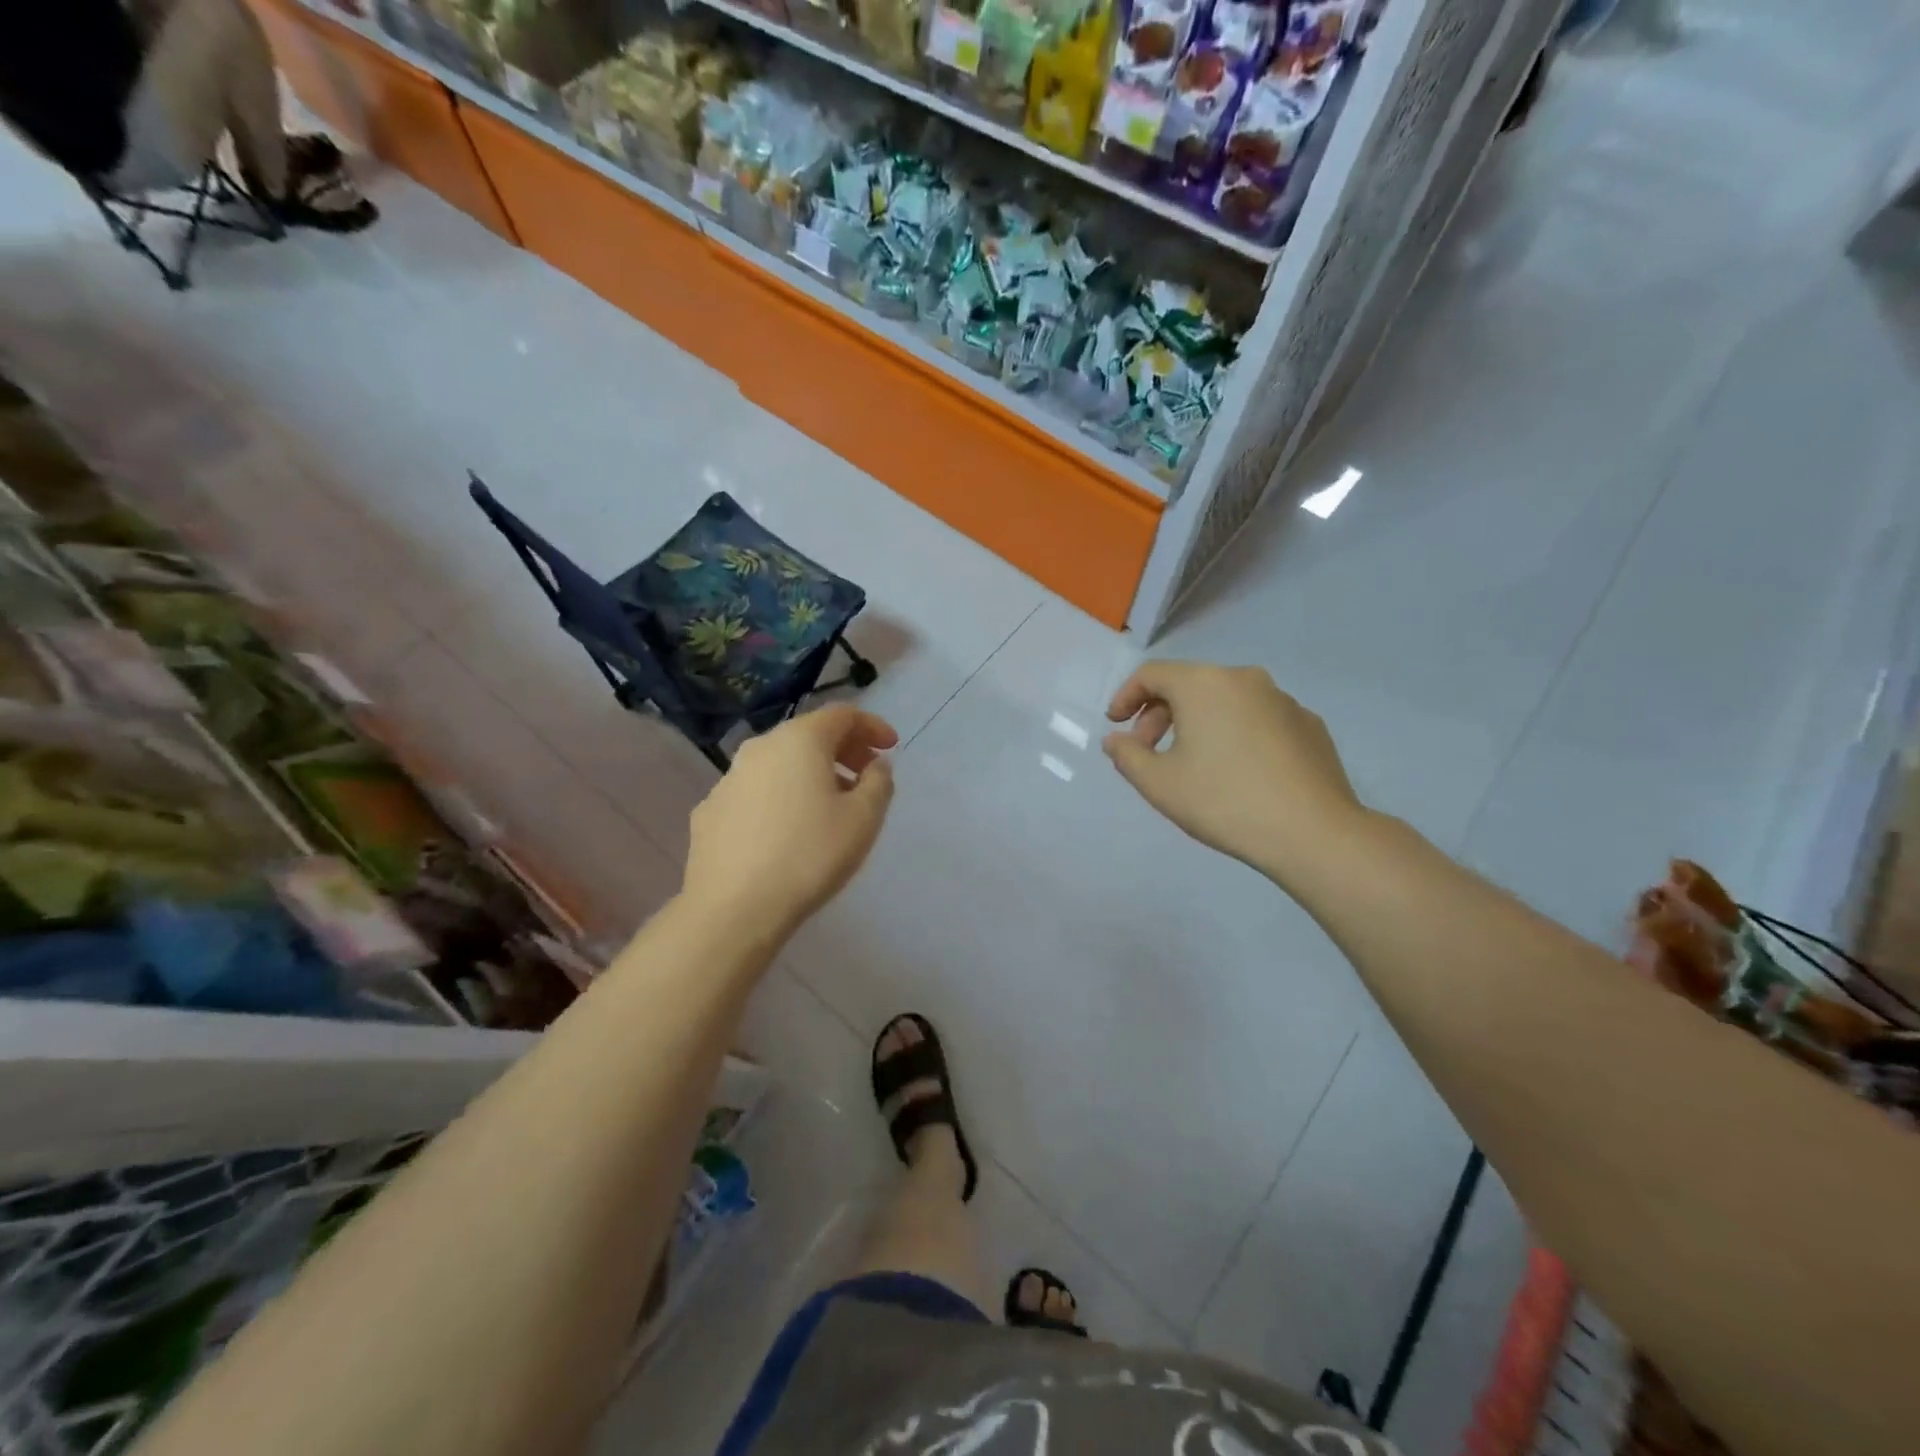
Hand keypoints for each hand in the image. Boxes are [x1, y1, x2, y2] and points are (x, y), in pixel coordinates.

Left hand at [683, 704, 897, 935]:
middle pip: (808, 734)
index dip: (872, 726)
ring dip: (811, 773)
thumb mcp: (863, 819)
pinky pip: (756, 790)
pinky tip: (787, 829)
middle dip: (843, 749)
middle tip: (866, 776)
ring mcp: (729, 778)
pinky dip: (780, 795)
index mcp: (799, 740)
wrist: (733, 908)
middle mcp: (760, 748)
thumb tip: (875, 765)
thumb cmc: (809, 856)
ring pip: (779, 762)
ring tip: (830, 805)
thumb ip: (878, 783)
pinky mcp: (709, 810)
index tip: (891, 747)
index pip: (842, 714)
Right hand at [1103, 661, 1364, 880]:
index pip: (1152, 674)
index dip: (1125, 697)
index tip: (1116, 726)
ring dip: (1198, 724)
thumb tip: (1116, 740)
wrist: (1313, 832)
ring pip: (1225, 701)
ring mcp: (1283, 699)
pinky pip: (1257, 718)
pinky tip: (1237, 772)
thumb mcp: (1159, 784)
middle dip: (1159, 714)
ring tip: (1192, 764)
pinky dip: (1235, 734)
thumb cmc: (1223, 802)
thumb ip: (1127, 756)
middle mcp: (1244, 679)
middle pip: (1189, 684)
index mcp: (1204, 684)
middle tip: (1148, 752)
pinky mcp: (1309, 724)